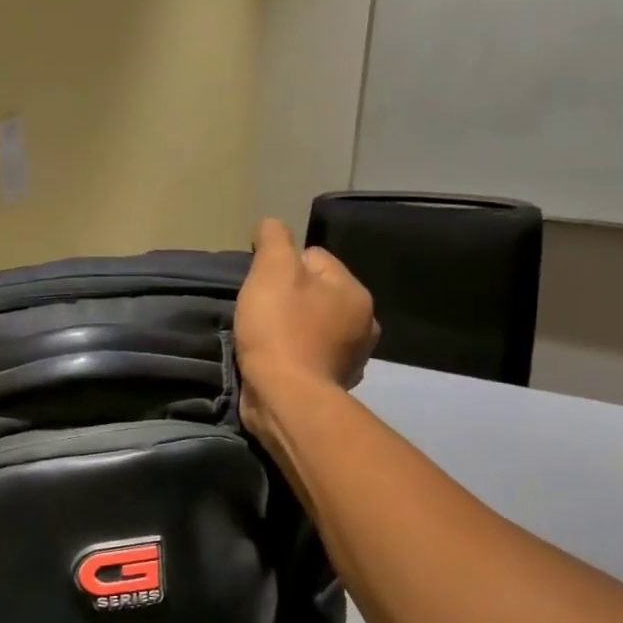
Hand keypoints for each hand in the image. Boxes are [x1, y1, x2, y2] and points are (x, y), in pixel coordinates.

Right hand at [234, 218, 378, 404]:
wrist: (285, 398)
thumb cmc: (280, 329)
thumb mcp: (272, 270)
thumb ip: (274, 239)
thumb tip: (272, 224)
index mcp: (355, 292)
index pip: (313, 258)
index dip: (280, 267)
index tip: (261, 286)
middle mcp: (363, 324)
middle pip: (314, 293)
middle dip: (287, 299)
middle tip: (259, 312)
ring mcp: (351, 358)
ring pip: (312, 326)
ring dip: (291, 329)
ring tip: (263, 338)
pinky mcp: (332, 385)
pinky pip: (309, 356)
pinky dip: (293, 356)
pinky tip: (274, 361)